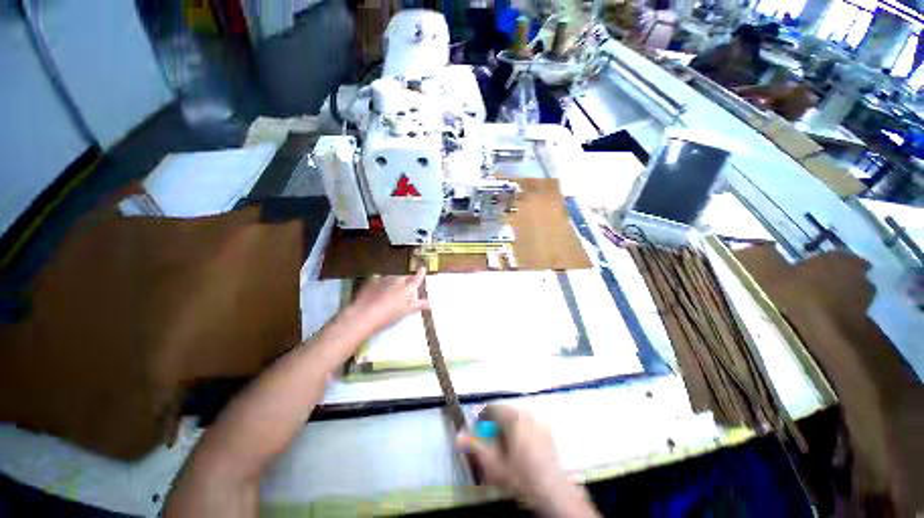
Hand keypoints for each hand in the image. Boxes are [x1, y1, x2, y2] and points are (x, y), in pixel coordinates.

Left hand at [339, 267, 430, 338]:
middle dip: (406, 282)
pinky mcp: (372, 281)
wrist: (364, 315)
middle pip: (404, 278)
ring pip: (392, 278)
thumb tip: (430, 303)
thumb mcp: (406, 312)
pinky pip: (380, 279)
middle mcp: (397, 280)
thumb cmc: (389, 315)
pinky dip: (381, 283)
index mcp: (407, 288)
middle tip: (405, 291)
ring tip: (391, 293)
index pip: (417, 278)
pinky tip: (378, 291)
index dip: (420, 273)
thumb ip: (418, 305)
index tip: (422, 268)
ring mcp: (384, 279)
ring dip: (394, 283)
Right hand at [457, 405, 598, 517]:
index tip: (477, 435)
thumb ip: (474, 447)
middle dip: (494, 427)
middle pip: (504, 414)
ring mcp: (539, 422)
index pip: (491, 409)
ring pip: (516, 420)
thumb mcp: (493, 465)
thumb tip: (458, 435)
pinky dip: (519, 433)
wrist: (553, 494)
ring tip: (504, 450)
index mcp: (513, 417)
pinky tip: (519, 452)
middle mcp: (527, 414)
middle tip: (491, 446)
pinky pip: (527, 426)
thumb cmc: (521, 477)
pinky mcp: (547, 433)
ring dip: (506, 430)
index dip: (481, 421)